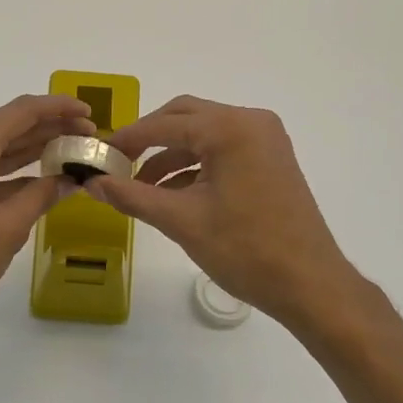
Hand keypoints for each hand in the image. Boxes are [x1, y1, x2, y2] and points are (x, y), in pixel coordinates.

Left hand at [0, 94, 94, 333]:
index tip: (91, 115)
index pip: (23, 111)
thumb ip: (41, 197)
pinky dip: (12, 171)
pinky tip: (41, 179)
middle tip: (91, 140)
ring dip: (34, 150)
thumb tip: (70, 179)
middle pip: (11, 126)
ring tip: (73, 154)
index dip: (60, 109)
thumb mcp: (5, 230)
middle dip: (52, 130)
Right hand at [89, 96, 363, 329]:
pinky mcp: (271, 159)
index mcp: (230, 128)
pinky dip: (195, 166)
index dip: (128, 139)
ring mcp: (265, 140)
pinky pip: (223, 150)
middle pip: (185, 117)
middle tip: (118, 164)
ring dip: (171, 155)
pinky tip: (172, 194)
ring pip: (204, 135)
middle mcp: (251, 122)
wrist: (310, 284)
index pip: (165, 123)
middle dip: (149, 139)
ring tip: (140, 187)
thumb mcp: (181, 221)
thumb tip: (92, 184)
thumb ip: (133, 196)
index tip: (99, 156)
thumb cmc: (245, 250)